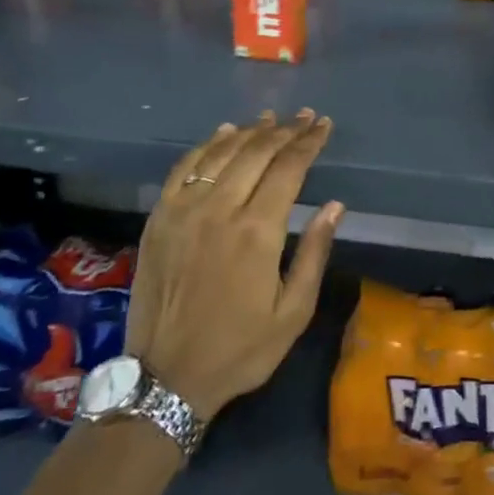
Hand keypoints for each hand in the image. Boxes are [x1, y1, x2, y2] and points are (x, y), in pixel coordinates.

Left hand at [123, 110, 342, 421]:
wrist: (166, 378)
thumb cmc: (239, 349)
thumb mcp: (292, 313)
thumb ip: (314, 253)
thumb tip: (335, 206)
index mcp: (257, 232)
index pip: (288, 168)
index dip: (308, 143)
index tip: (323, 125)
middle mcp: (219, 210)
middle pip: (255, 153)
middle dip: (284, 130)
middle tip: (303, 116)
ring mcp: (183, 211)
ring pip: (220, 154)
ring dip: (247, 132)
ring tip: (268, 119)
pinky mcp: (158, 219)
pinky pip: (184, 168)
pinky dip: (206, 146)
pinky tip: (221, 135)